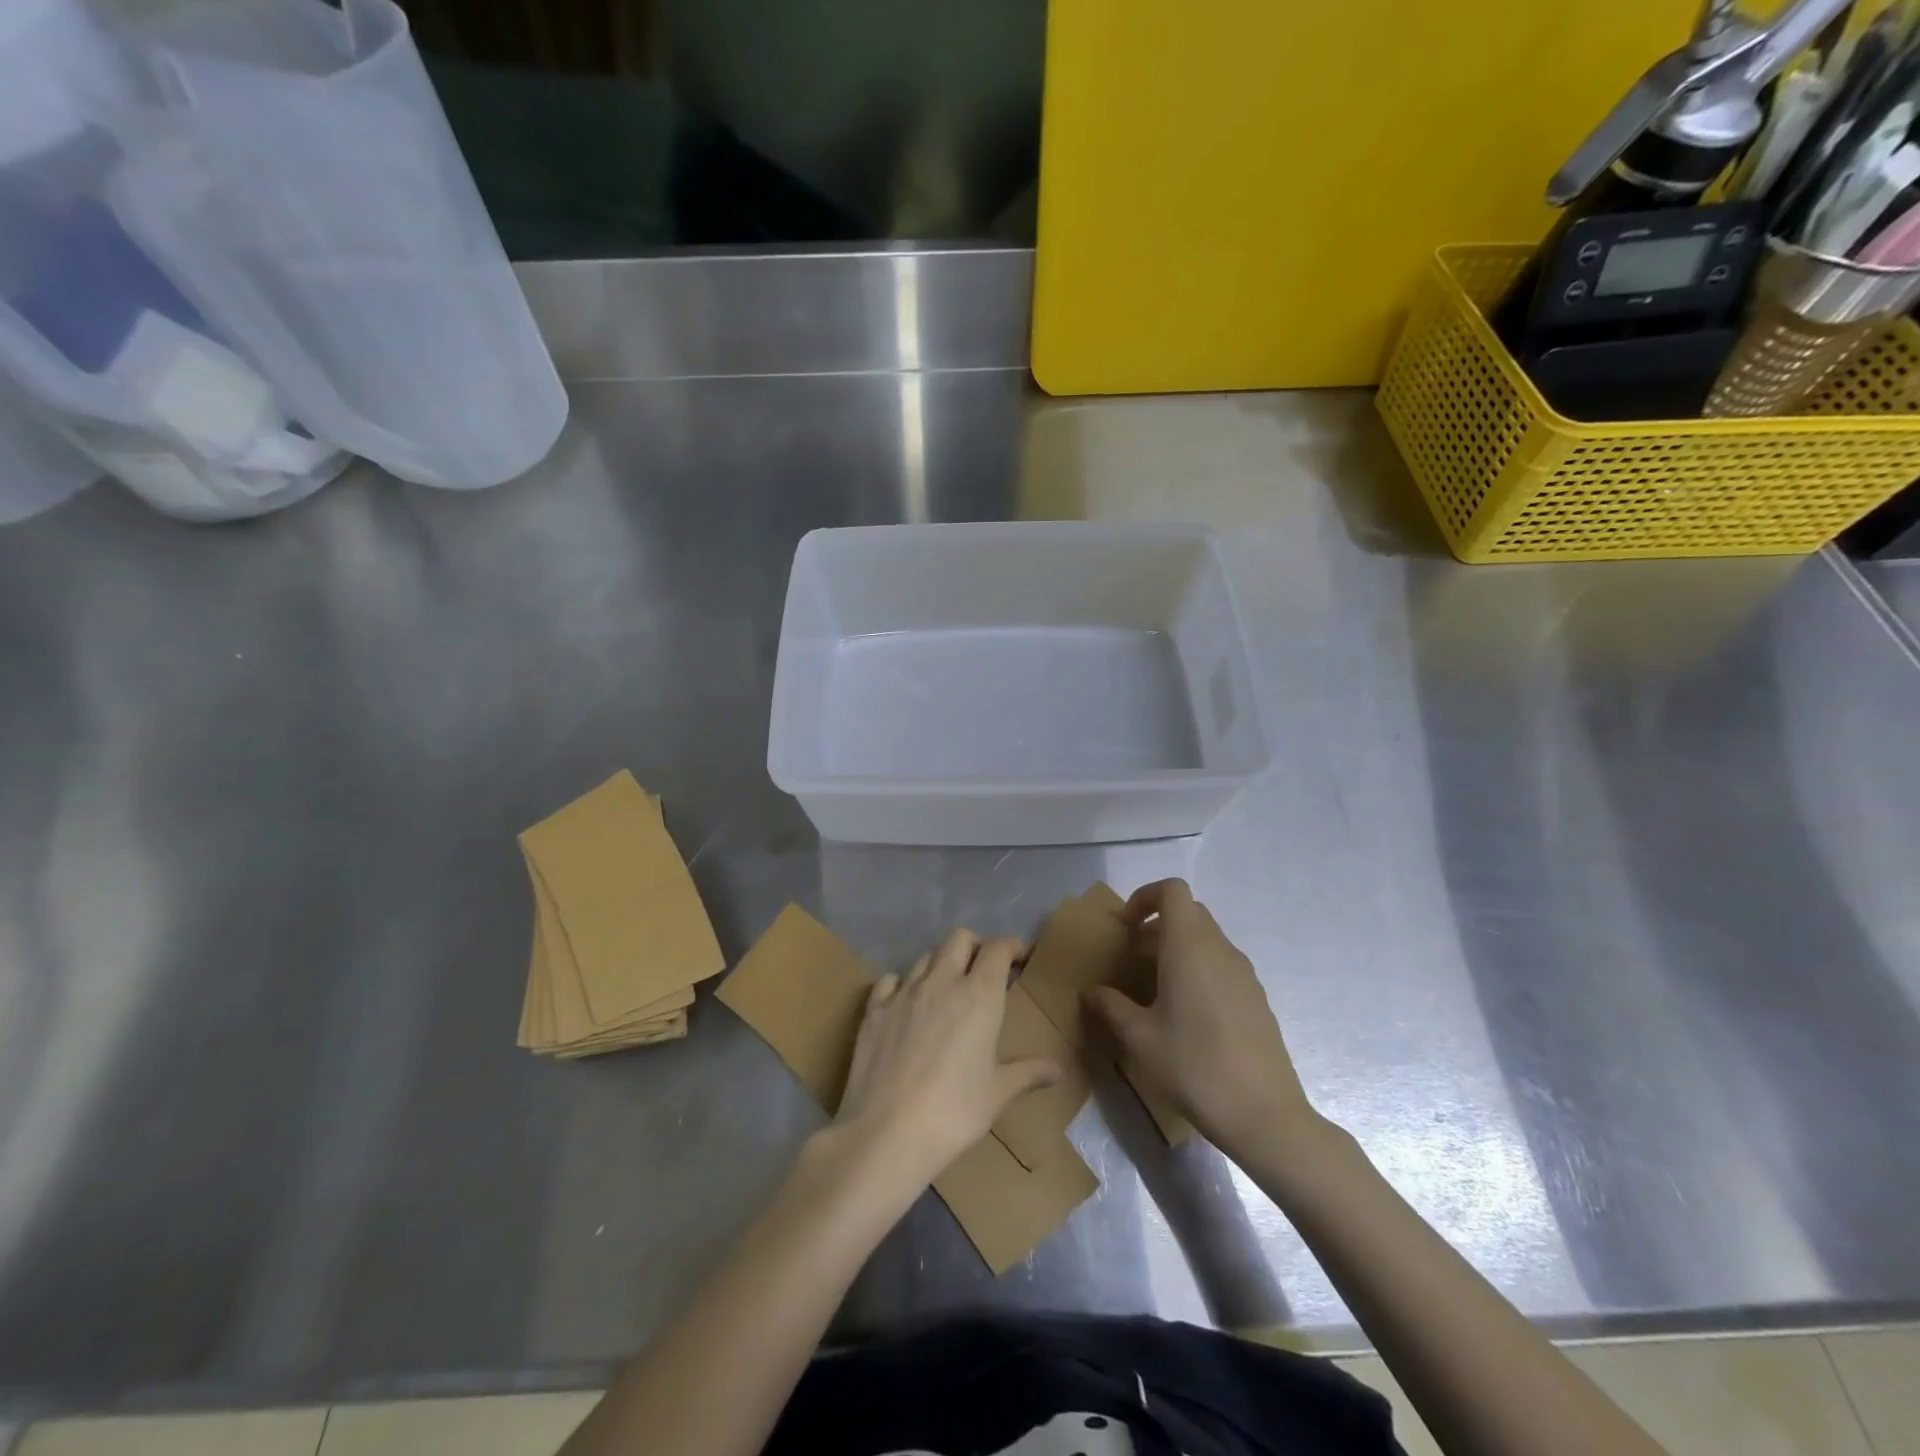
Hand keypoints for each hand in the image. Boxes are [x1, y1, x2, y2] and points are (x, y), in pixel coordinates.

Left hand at [834, 929, 1060, 1191]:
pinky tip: (907, 1004)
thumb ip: (1028, 1073)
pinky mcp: (874, 1009)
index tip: (1020, 958)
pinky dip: (903, 984)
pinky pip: (890, 980)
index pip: (998, 949)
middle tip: (984, 971)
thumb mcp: (998, 1094)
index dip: (1012, 947)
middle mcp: (941, 981)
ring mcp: (903, 992)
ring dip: (941, 963)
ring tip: (947, 989)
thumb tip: (1058, 1069)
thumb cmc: (954, 1112)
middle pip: (959, 938)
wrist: (886, 1133)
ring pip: (926, 956)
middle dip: (976, 946)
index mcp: (979, 995)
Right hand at [1084, 879, 1316, 1151]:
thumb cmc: (1194, 1067)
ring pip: (1206, 940)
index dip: (1145, 896)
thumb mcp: (1139, 1039)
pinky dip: (1199, 970)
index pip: (1173, 891)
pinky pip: (1222, 965)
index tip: (1126, 927)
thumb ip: (1111, 1007)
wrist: (1264, 1115)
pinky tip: (1187, 1015)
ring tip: (1155, 989)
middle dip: (1157, 925)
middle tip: (1133, 958)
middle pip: (1189, 913)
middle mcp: (1220, 949)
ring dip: (1178, 949)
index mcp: (1189, 947)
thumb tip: (1091, 992)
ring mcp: (1244, 973)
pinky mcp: (1257, 998)